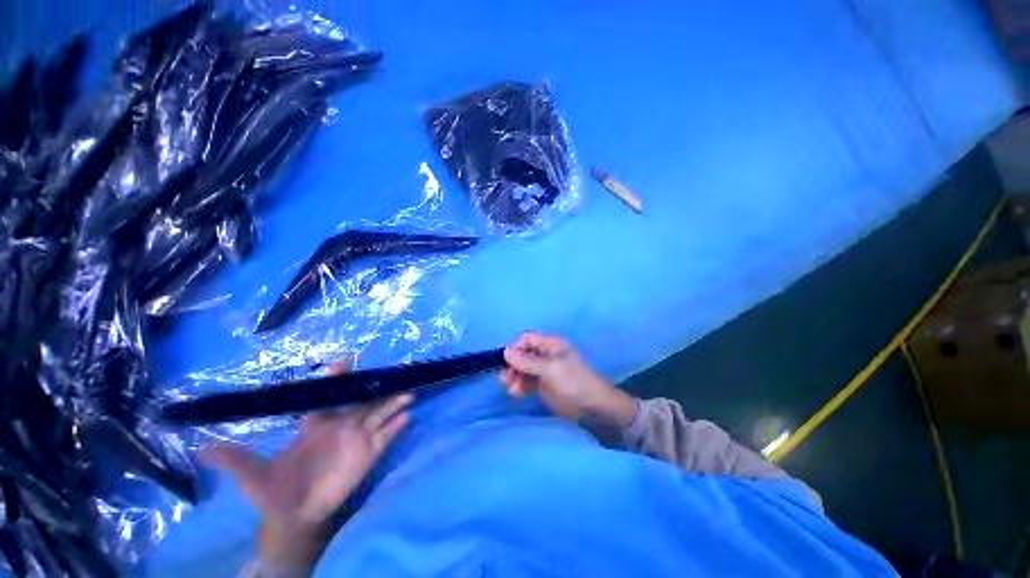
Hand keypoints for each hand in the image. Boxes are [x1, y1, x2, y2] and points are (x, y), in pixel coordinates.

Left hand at [203, 360, 412, 568]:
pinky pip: (386, 436)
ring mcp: (357, 439)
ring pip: (380, 413)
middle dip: (377, 384)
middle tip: (394, 368)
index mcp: (316, 424)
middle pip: (363, 400)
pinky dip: (397, 426)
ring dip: (394, 402)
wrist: (295, 517)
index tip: (346, 359)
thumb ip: (234, 460)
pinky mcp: (368, 454)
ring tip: (408, 391)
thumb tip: (201, 449)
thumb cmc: (275, 492)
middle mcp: (341, 425)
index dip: (337, 377)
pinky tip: (406, 416)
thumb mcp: (252, 476)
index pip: (329, 395)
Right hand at [501, 332, 637, 431]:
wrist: (594, 407)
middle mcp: (545, 354)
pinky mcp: (543, 384)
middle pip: (522, 354)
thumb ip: (527, 361)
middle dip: (513, 366)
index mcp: (550, 344)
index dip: (515, 348)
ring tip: (512, 390)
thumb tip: (505, 351)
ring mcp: (544, 370)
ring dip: (514, 377)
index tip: (507, 363)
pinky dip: (520, 386)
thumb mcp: (550, 369)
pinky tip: (517, 393)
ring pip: (522, 369)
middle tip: (505, 380)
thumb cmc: (574, 381)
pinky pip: (526, 381)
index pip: (526, 339)